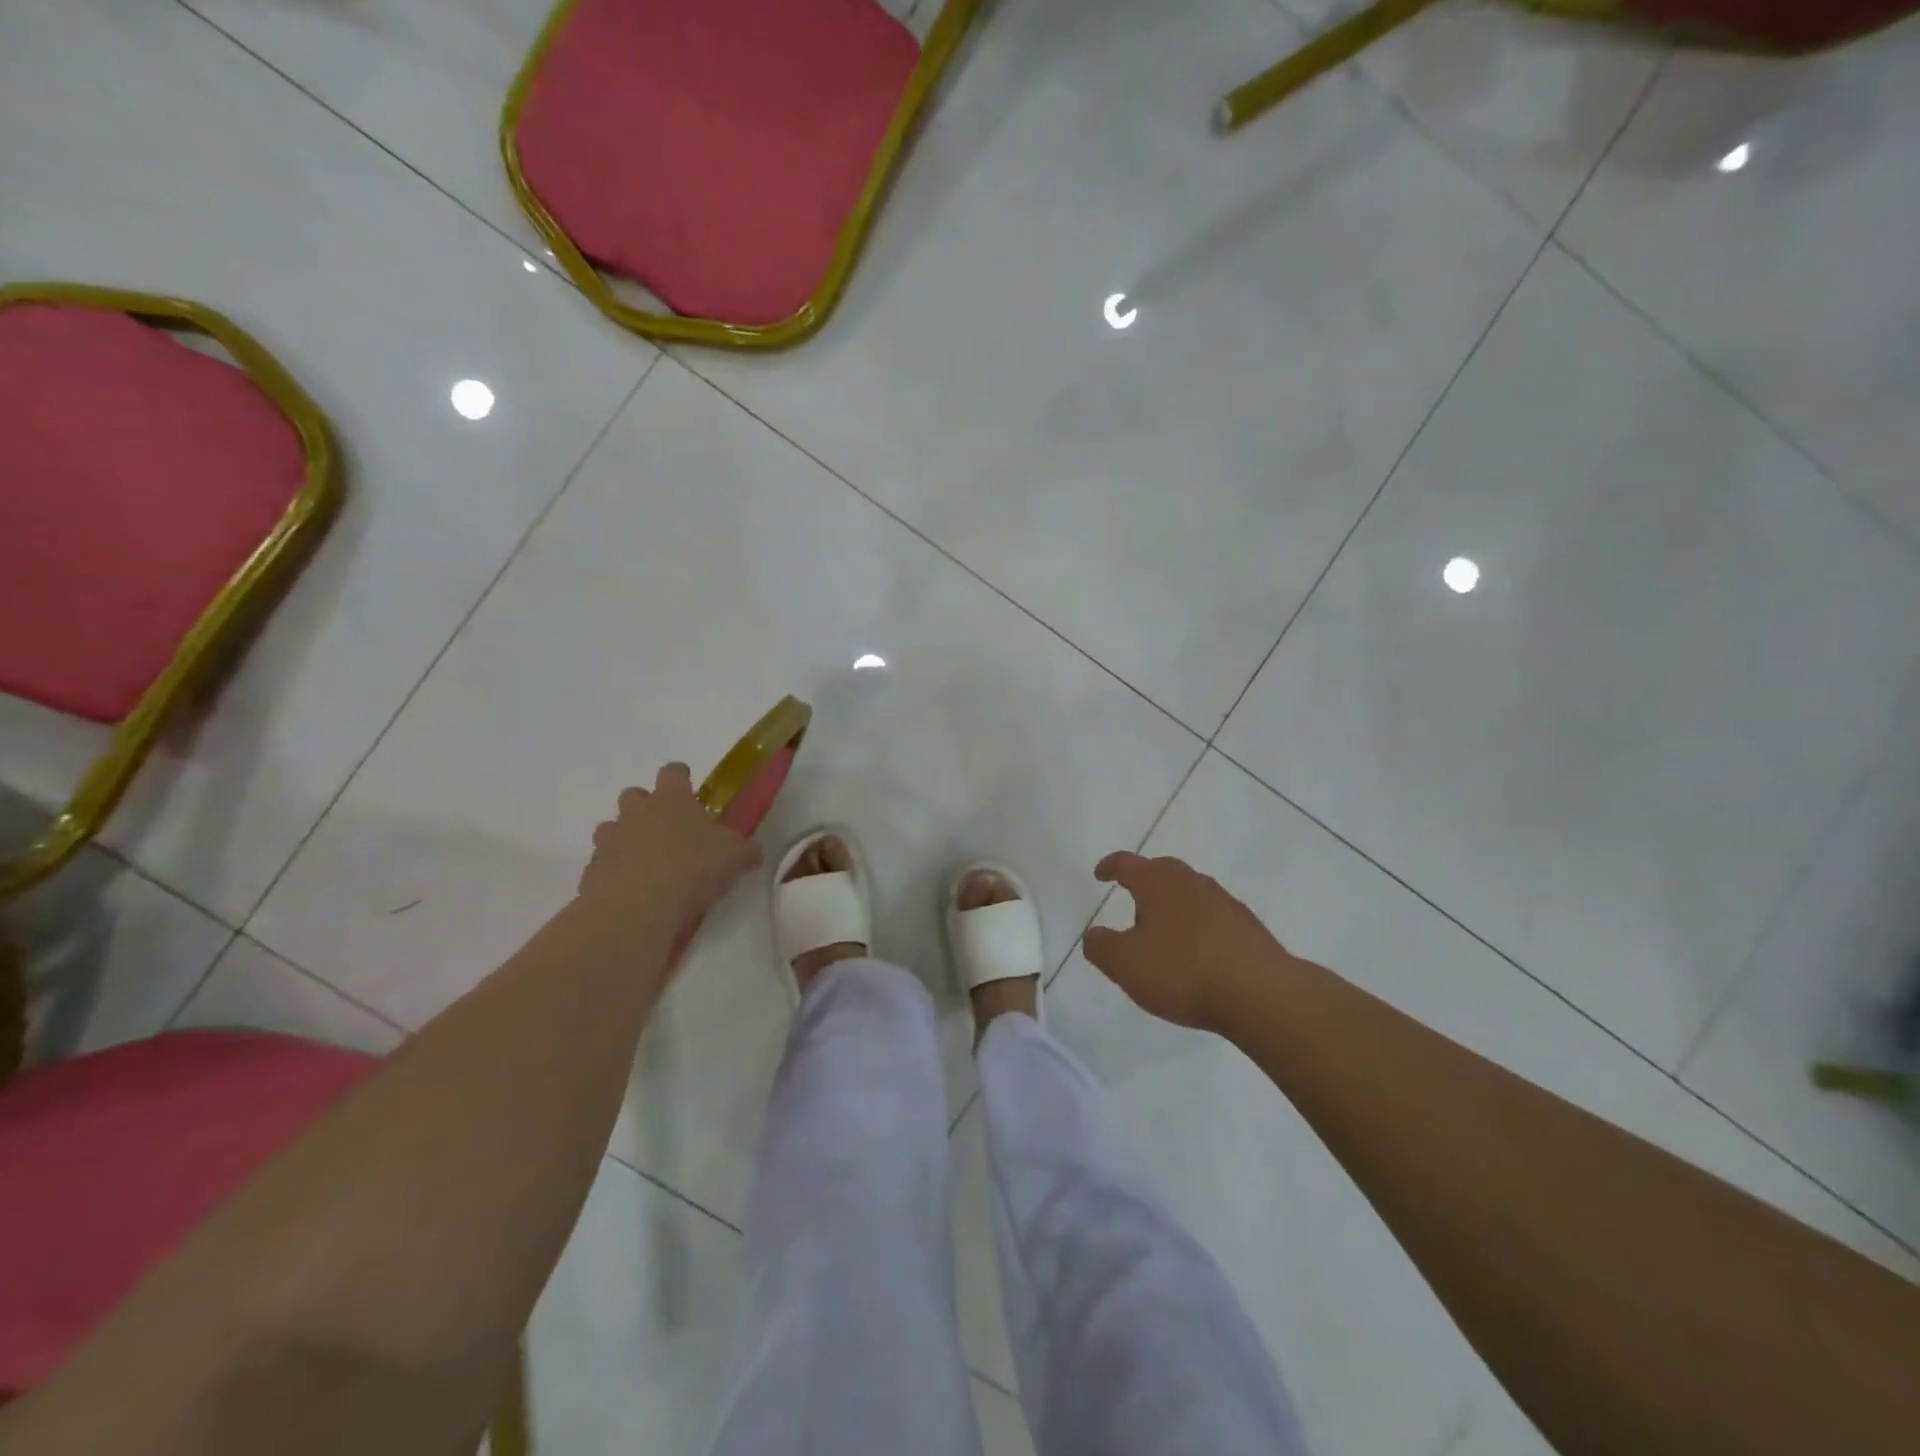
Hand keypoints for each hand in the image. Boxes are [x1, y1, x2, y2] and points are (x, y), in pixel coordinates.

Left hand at [578, 763, 762, 932]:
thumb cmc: (692, 868)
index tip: (689, 787)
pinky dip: (615, 872)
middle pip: (634, 794)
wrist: (637, 907)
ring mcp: (610, 840)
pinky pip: (603, 863)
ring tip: (647, 862)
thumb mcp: (735, 857)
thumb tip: (753, 852)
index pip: (673, 772)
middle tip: (667, 828)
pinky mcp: (592, 871)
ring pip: (611, 828)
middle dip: (646, 806)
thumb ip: (744, 850)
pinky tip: (633, 891)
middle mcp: (637, 812)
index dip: (681, 777)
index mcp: (672, 799)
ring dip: (625, 838)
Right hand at [1082, 852, 1282, 1031]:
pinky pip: (1212, 918)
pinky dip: (1197, 928)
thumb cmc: (1183, 971)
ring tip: (1163, 932)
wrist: (1261, 994)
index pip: (1127, 863)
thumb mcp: (1126, 964)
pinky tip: (1195, 954)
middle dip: (1144, 882)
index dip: (1110, 866)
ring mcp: (1225, 902)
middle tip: (1131, 899)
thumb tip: (1094, 934)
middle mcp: (1192, 881)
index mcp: (1159, 882)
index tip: (1100, 874)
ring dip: (1173, 906)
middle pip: (1162, 872)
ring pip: (1190, 894)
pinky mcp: (1248, 927)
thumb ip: (1101, 947)